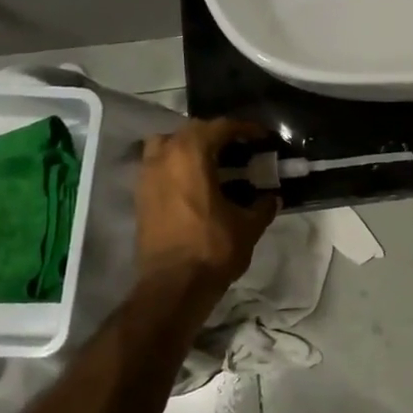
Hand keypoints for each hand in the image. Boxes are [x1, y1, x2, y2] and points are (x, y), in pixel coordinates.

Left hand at [136, 118, 279, 289]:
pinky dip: (175, 166)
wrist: (172, 286)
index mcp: (192, 155)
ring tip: (210, 162)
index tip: (261, 137)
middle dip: (216, 134)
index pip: (220, 127)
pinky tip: (194, 183)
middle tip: (239, 148)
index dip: (244, 129)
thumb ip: (262, 206)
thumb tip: (272, 198)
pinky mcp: (140, 196)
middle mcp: (165, 157)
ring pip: (167, 144)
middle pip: (191, 130)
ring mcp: (147, 176)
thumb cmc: (213, 249)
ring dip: (189, 146)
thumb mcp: (248, 226)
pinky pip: (158, 166)